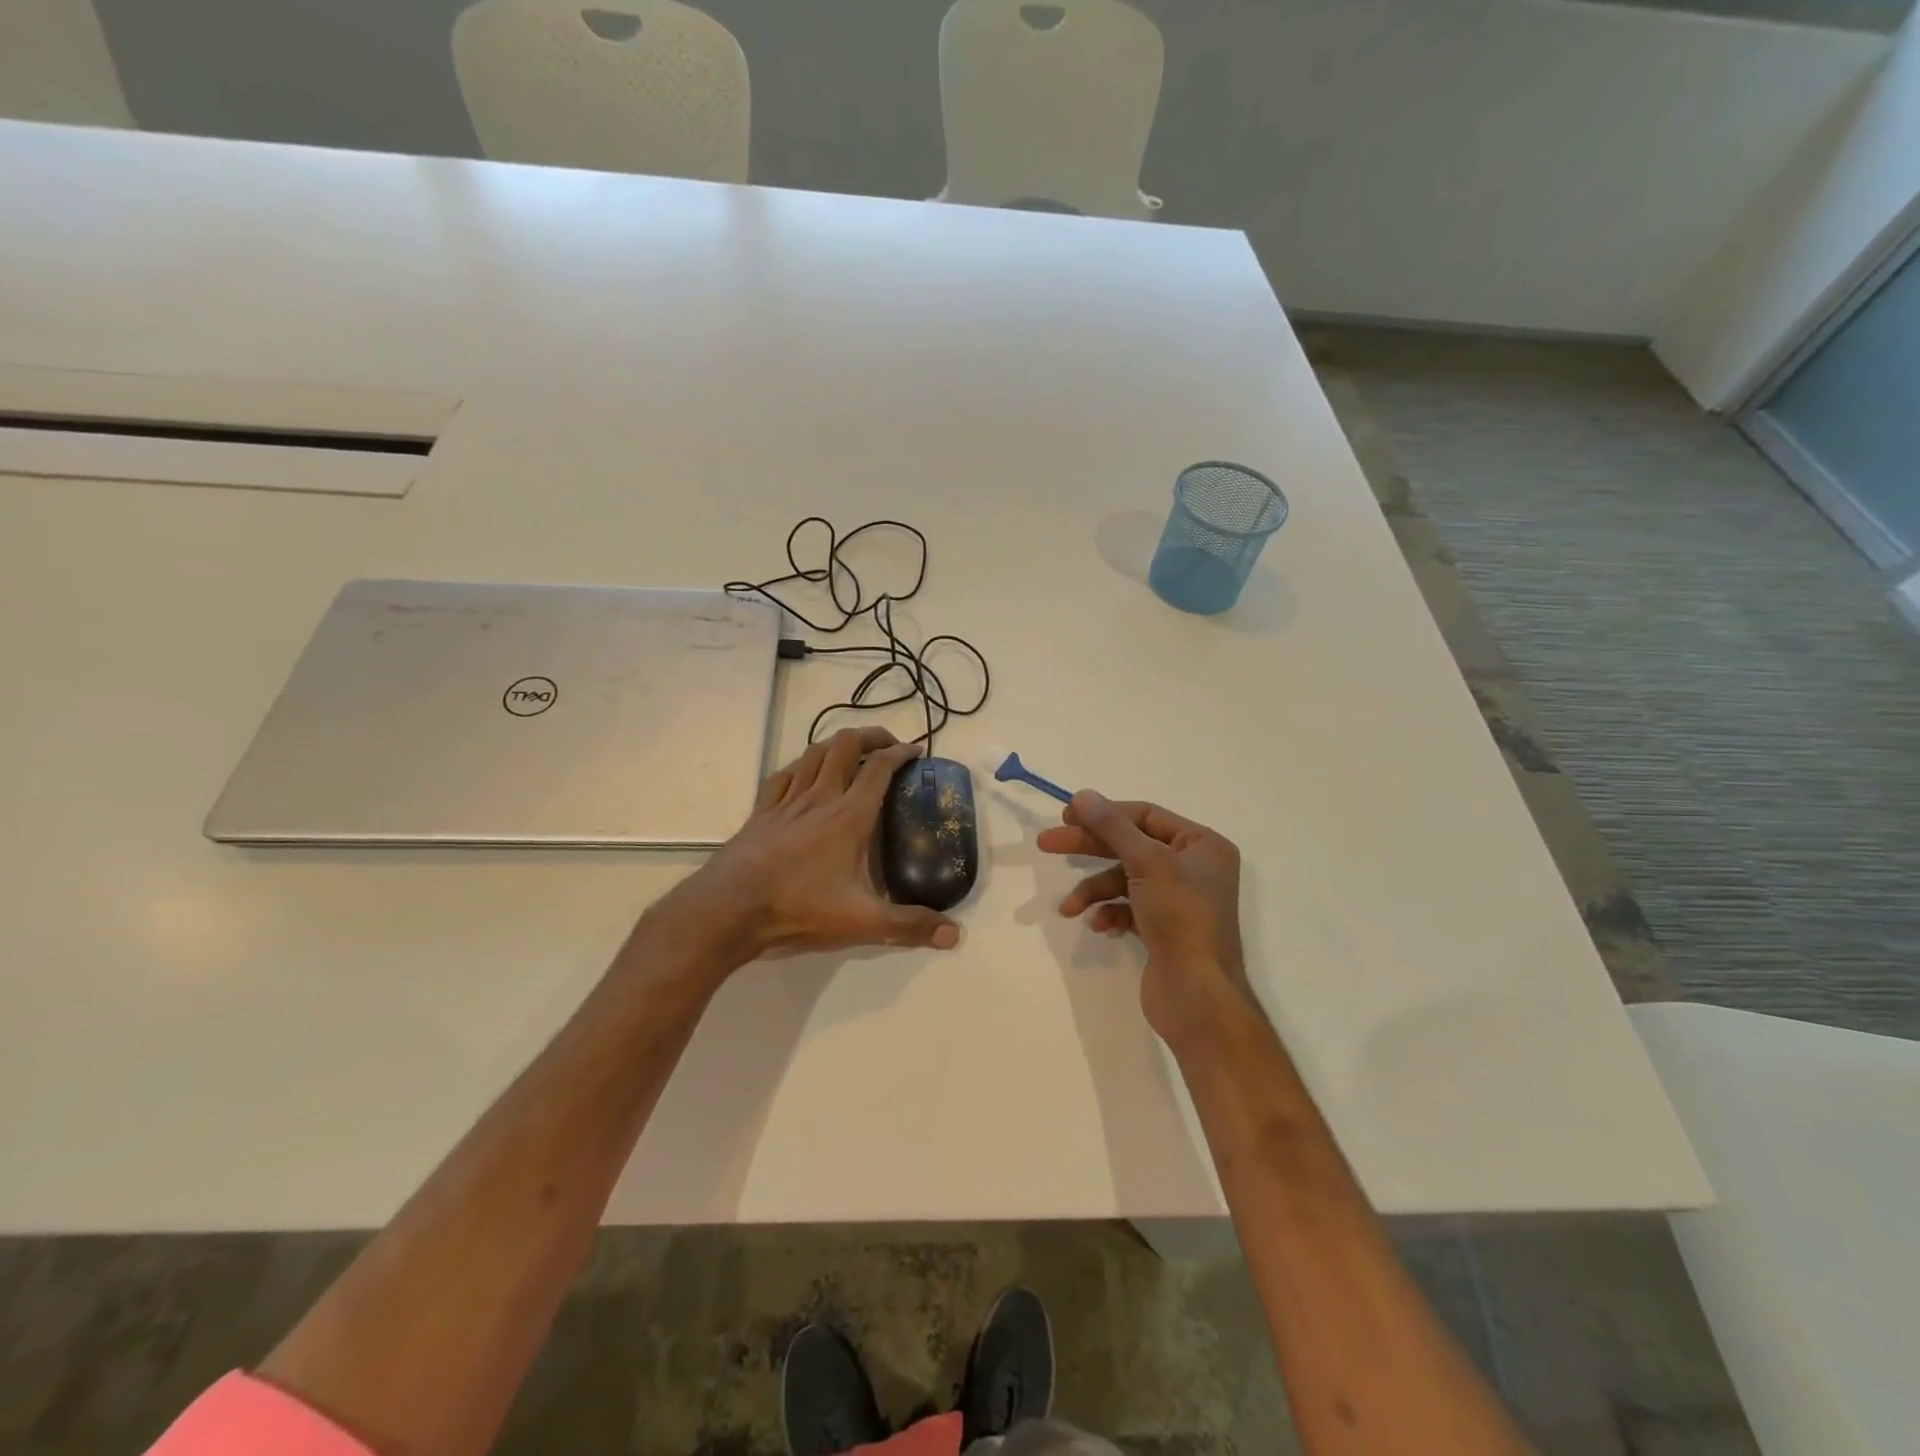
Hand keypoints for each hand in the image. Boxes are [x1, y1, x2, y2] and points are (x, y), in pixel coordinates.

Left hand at [658, 727, 962, 964]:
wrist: (729, 908)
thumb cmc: (799, 908)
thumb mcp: (862, 922)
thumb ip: (909, 926)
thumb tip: (955, 935)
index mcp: (849, 816)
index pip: (879, 768)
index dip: (901, 753)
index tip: (916, 751)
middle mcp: (820, 797)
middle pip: (845, 745)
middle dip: (871, 736)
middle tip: (888, 745)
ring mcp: (786, 801)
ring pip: (813, 753)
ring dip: (837, 744)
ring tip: (852, 752)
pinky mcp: (761, 812)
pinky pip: (784, 774)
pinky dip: (801, 764)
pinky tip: (804, 772)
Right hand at [1038, 792, 1247, 1038]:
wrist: (1197, 994)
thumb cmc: (1180, 917)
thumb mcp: (1146, 862)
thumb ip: (1112, 826)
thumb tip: (1082, 795)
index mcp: (1202, 845)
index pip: (1145, 816)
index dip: (1105, 813)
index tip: (1066, 816)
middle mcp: (1194, 868)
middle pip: (1131, 845)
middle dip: (1089, 847)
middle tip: (1046, 844)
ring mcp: (1178, 901)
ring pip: (1125, 880)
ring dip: (1094, 890)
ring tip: (1069, 907)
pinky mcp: (1164, 929)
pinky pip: (1129, 908)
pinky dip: (1110, 913)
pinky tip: (1099, 926)